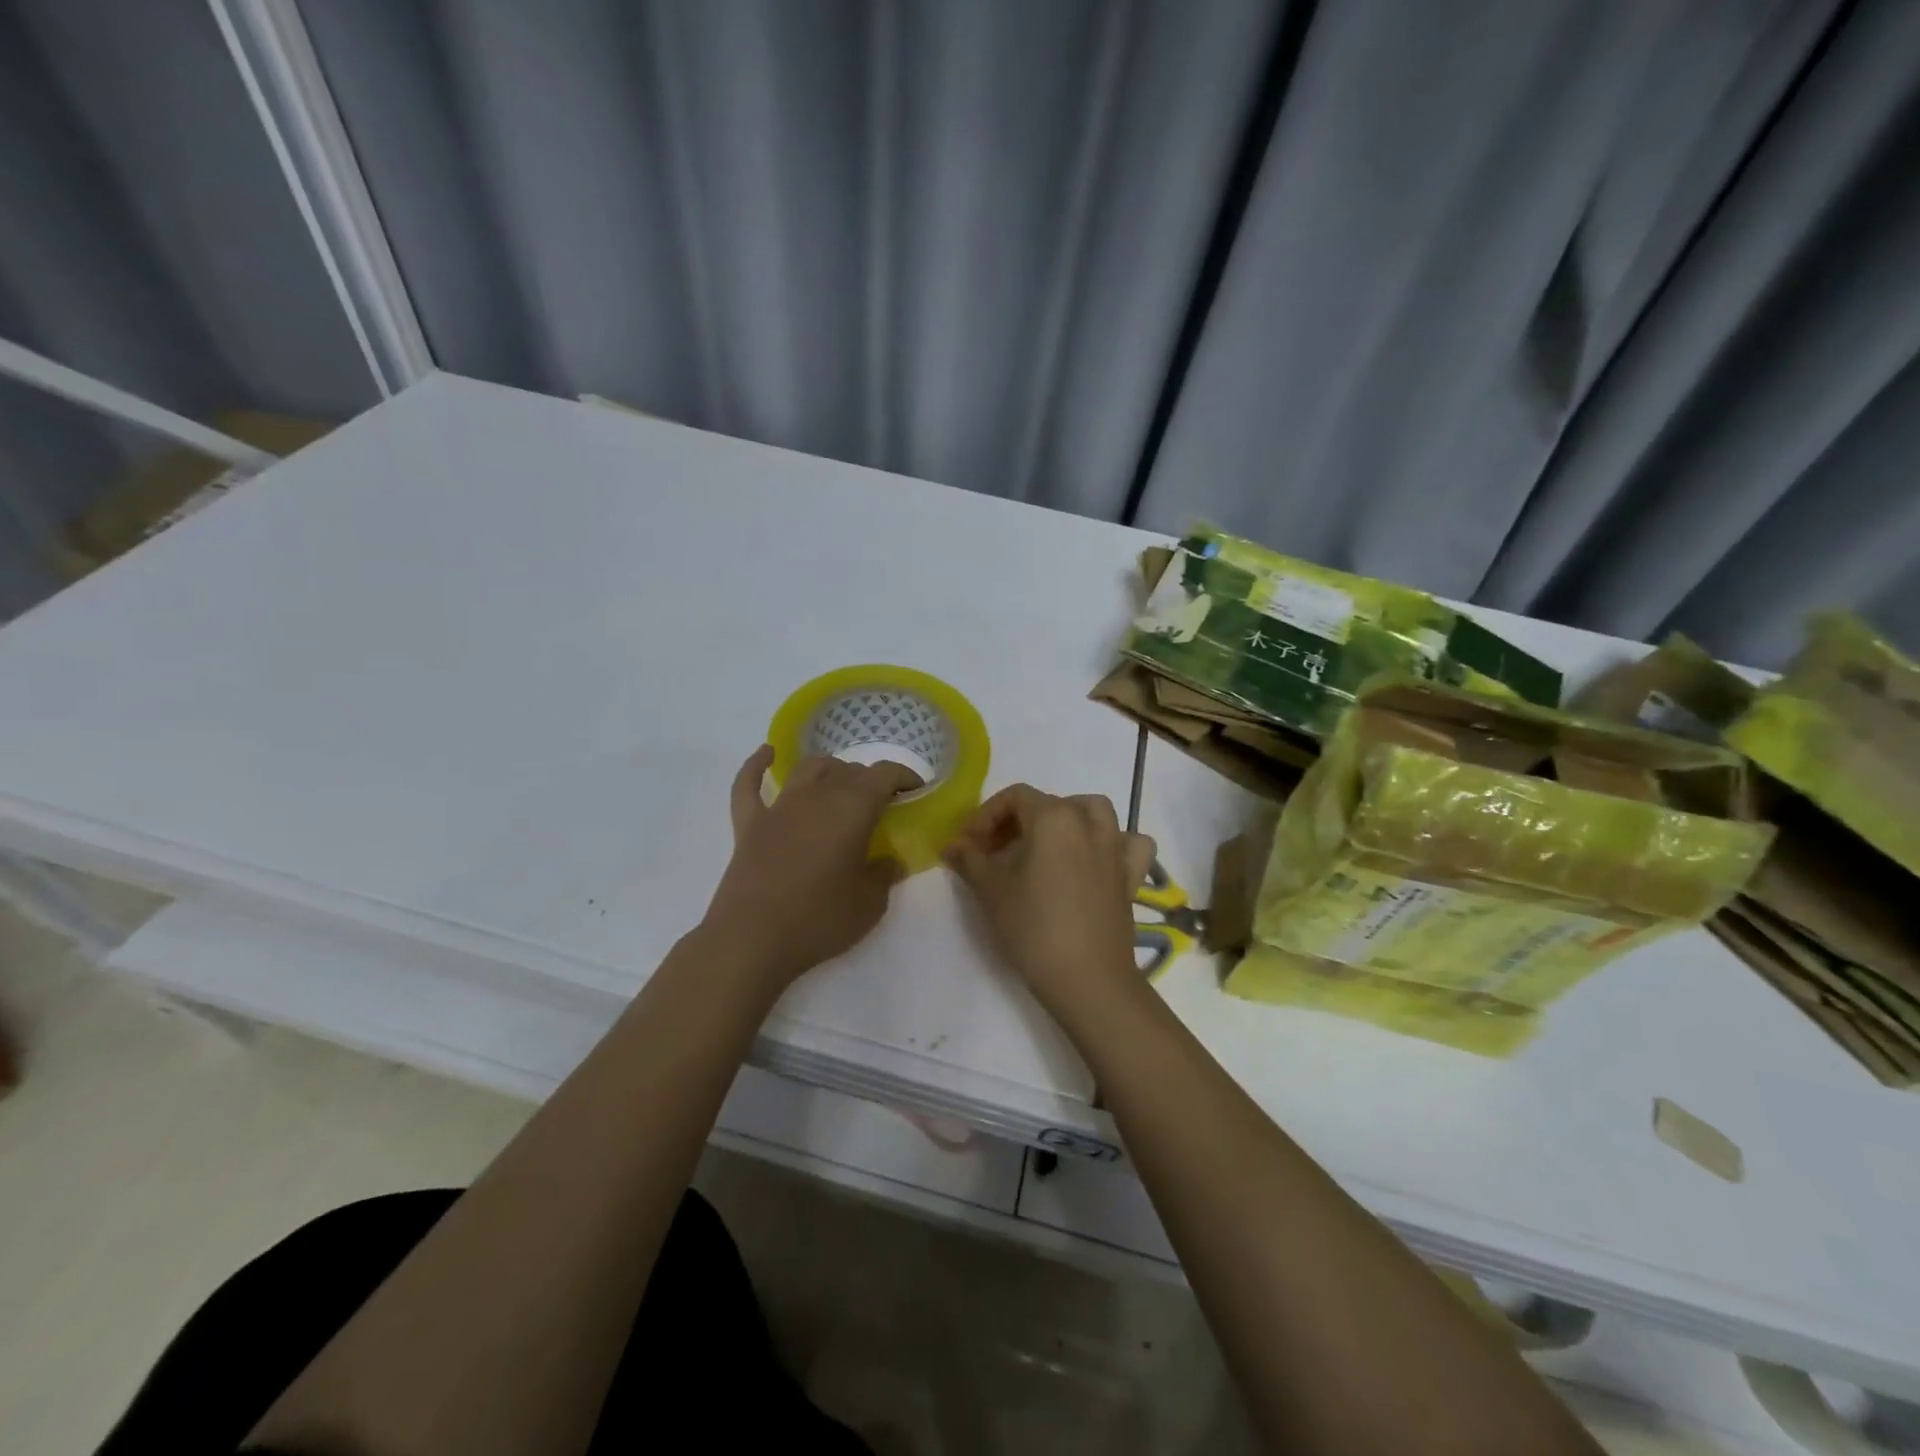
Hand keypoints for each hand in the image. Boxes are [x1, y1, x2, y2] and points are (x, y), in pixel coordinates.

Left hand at [701, 745, 918, 991]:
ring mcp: (779, 807)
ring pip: (809, 769)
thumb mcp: (870, 904)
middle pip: (849, 770)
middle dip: (871, 781)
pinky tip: (767, 754)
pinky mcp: (749, 824)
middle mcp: (817, 796)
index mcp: (852, 809)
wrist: (752, 941)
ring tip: (841, 784)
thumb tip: (890, 860)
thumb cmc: (819, 921)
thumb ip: (885, 875)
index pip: (885, 775)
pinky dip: (757, 765)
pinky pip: (749, 784)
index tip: (916, 791)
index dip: (904, 777)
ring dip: (831, 770)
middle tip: (882, 805)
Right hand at [944, 785, 1154, 1015]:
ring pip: (1095, 813)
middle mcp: (1089, 823)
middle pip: (1050, 803)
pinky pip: (1128, 845)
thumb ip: (970, 860)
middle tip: (994, 852)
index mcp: (1054, 818)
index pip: (1015, 797)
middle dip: (1017, 821)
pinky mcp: (1130, 878)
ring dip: (1069, 819)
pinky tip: (1097, 860)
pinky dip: (1115, 844)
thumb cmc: (1033, 928)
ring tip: (1046, 845)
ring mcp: (1115, 849)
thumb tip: (953, 846)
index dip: (985, 816)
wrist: (1087, 979)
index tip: (968, 845)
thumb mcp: (991, 891)